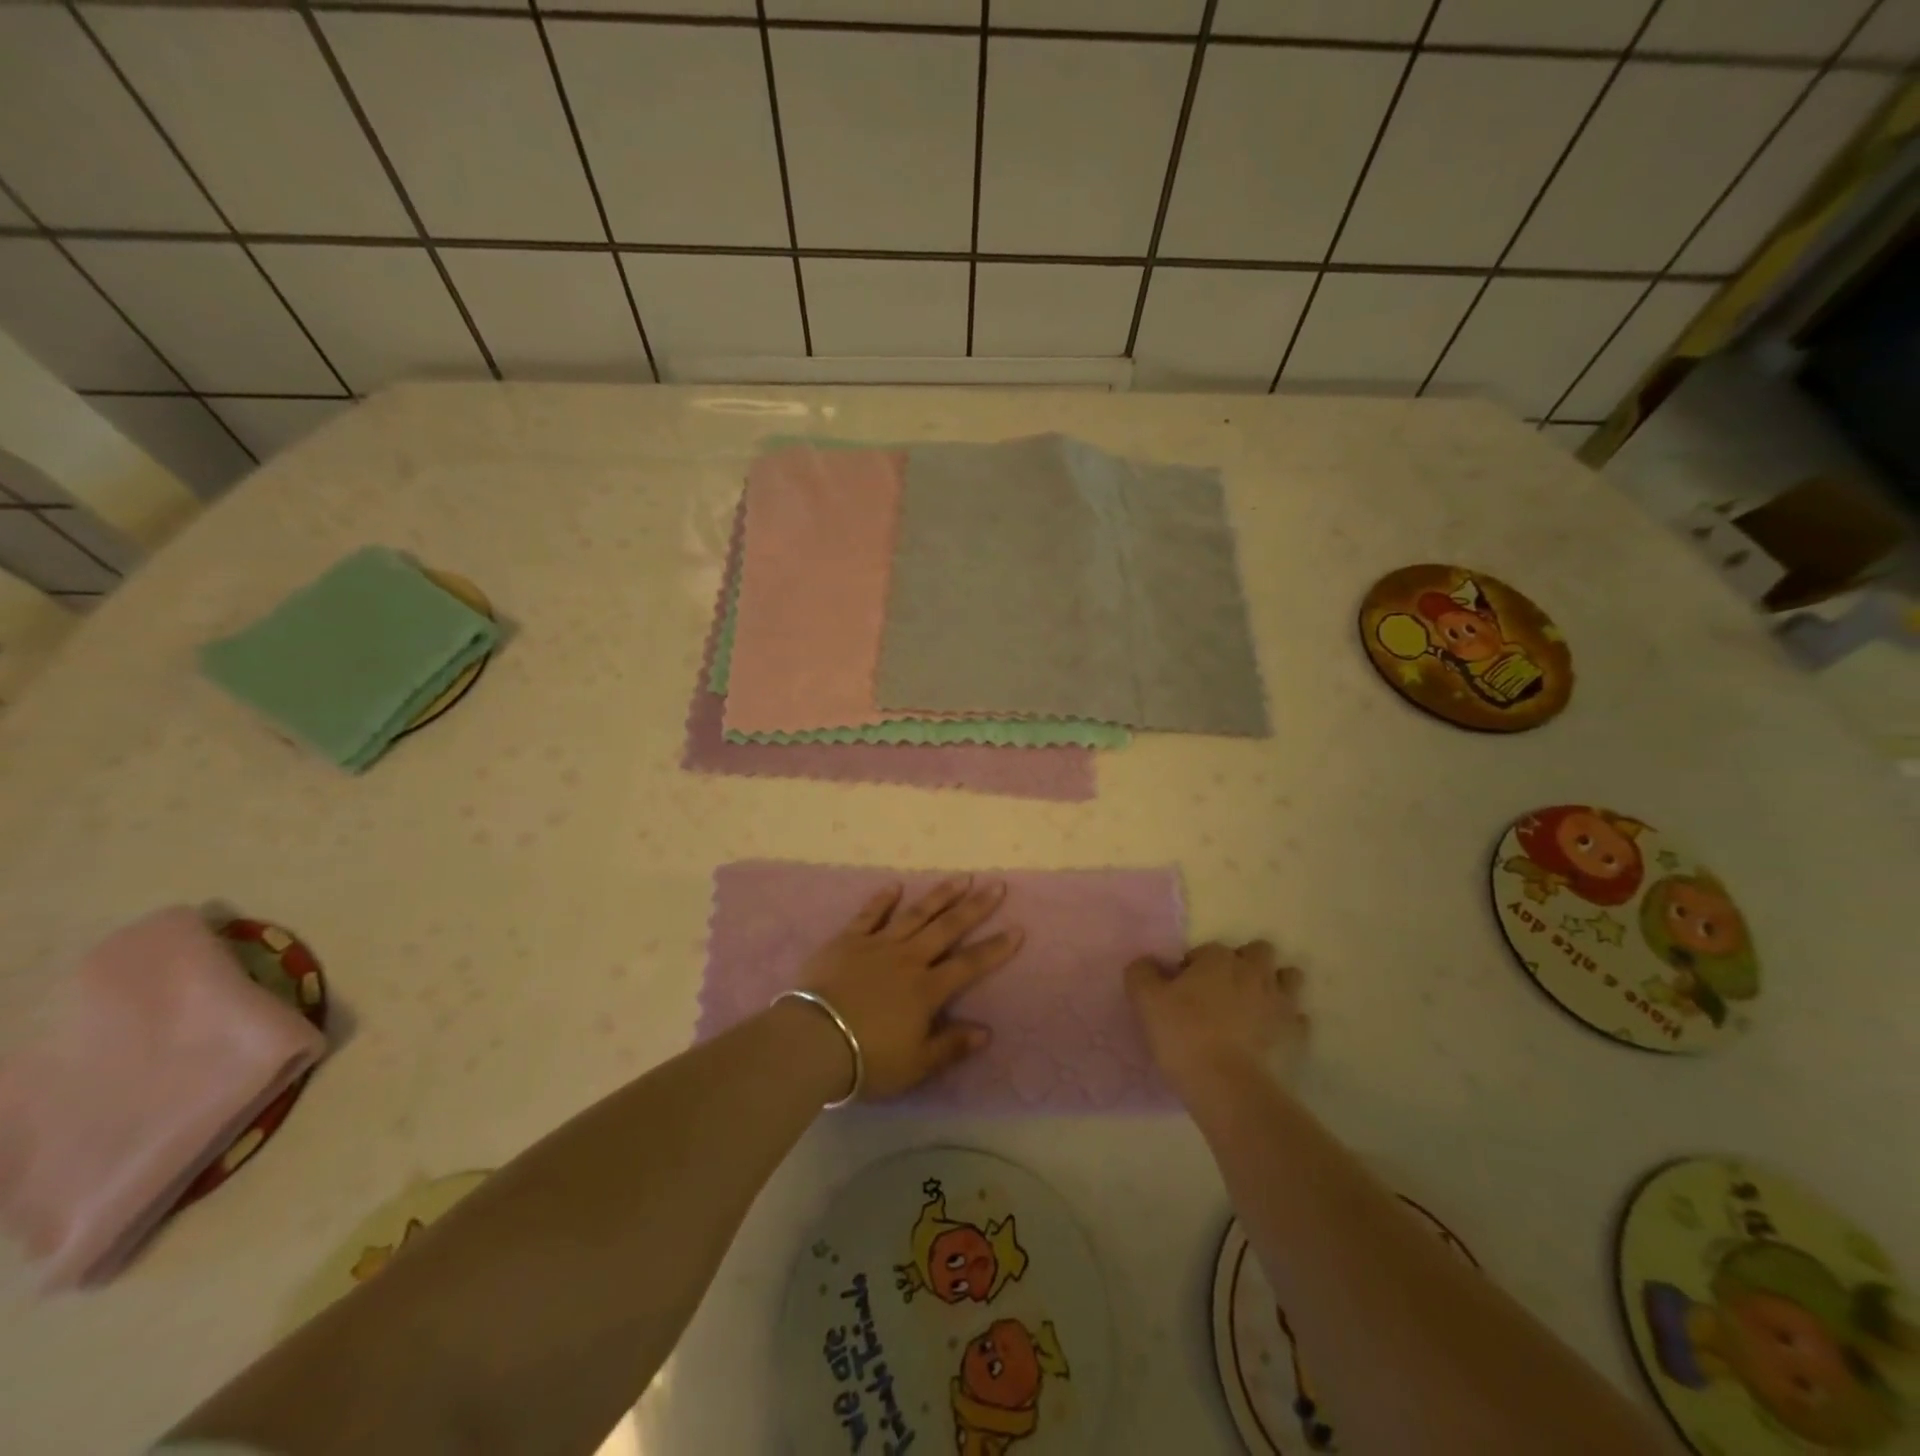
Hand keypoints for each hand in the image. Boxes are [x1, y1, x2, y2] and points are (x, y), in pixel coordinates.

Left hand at [797, 879, 1022, 1101]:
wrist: (813, 1039)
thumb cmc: (867, 1058)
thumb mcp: (914, 1064)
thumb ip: (950, 1046)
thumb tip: (986, 1032)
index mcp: (926, 990)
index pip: (969, 964)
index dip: (995, 948)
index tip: (1017, 929)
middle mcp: (908, 959)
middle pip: (947, 928)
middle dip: (975, 907)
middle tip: (996, 886)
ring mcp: (877, 945)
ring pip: (915, 915)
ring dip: (939, 896)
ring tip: (961, 878)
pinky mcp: (847, 940)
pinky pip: (869, 915)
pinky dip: (883, 900)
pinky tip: (895, 886)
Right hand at [1126, 940, 1307, 1096]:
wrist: (1228, 1087)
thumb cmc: (1184, 1036)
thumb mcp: (1145, 1000)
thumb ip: (1141, 972)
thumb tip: (1147, 963)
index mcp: (1219, 959)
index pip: (1206, 949)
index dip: (1193, 967)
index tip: (1182, 989)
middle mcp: (1254, 972)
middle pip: (1259, 952)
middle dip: (1245, 963)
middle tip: (1223, 990)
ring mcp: (1280, 1003)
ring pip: (1289, 979)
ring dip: (1275, 985)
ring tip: (1255, 1005)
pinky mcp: (1296, 1035)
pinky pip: (1297, 1019)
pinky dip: (1286, 1022)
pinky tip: (1269, 1036)